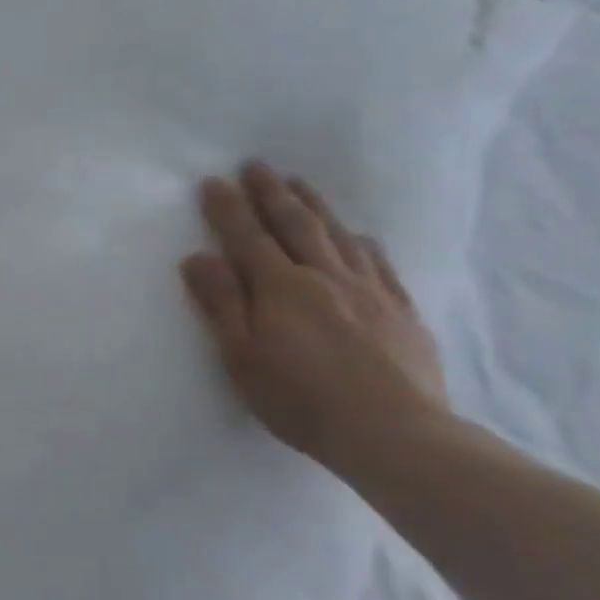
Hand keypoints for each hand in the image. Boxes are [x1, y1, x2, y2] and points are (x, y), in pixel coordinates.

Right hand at [179, 162, 446, 472]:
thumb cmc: (301, 398)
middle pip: (295, 224)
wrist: (395, 434)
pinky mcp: (402, 311)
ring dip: (314, 205)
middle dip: (271, 193)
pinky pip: (379, 263)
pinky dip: (361, 242)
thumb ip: (221, 303)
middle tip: (257, 165)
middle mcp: (325, 277)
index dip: (228, 208)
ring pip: (337, 235)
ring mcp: (369, 291)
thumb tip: (197, 257)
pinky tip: (357, 234)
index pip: (247, 237)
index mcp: (281, 287)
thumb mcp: (242, 355)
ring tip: (299, 183)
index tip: (213, 181)